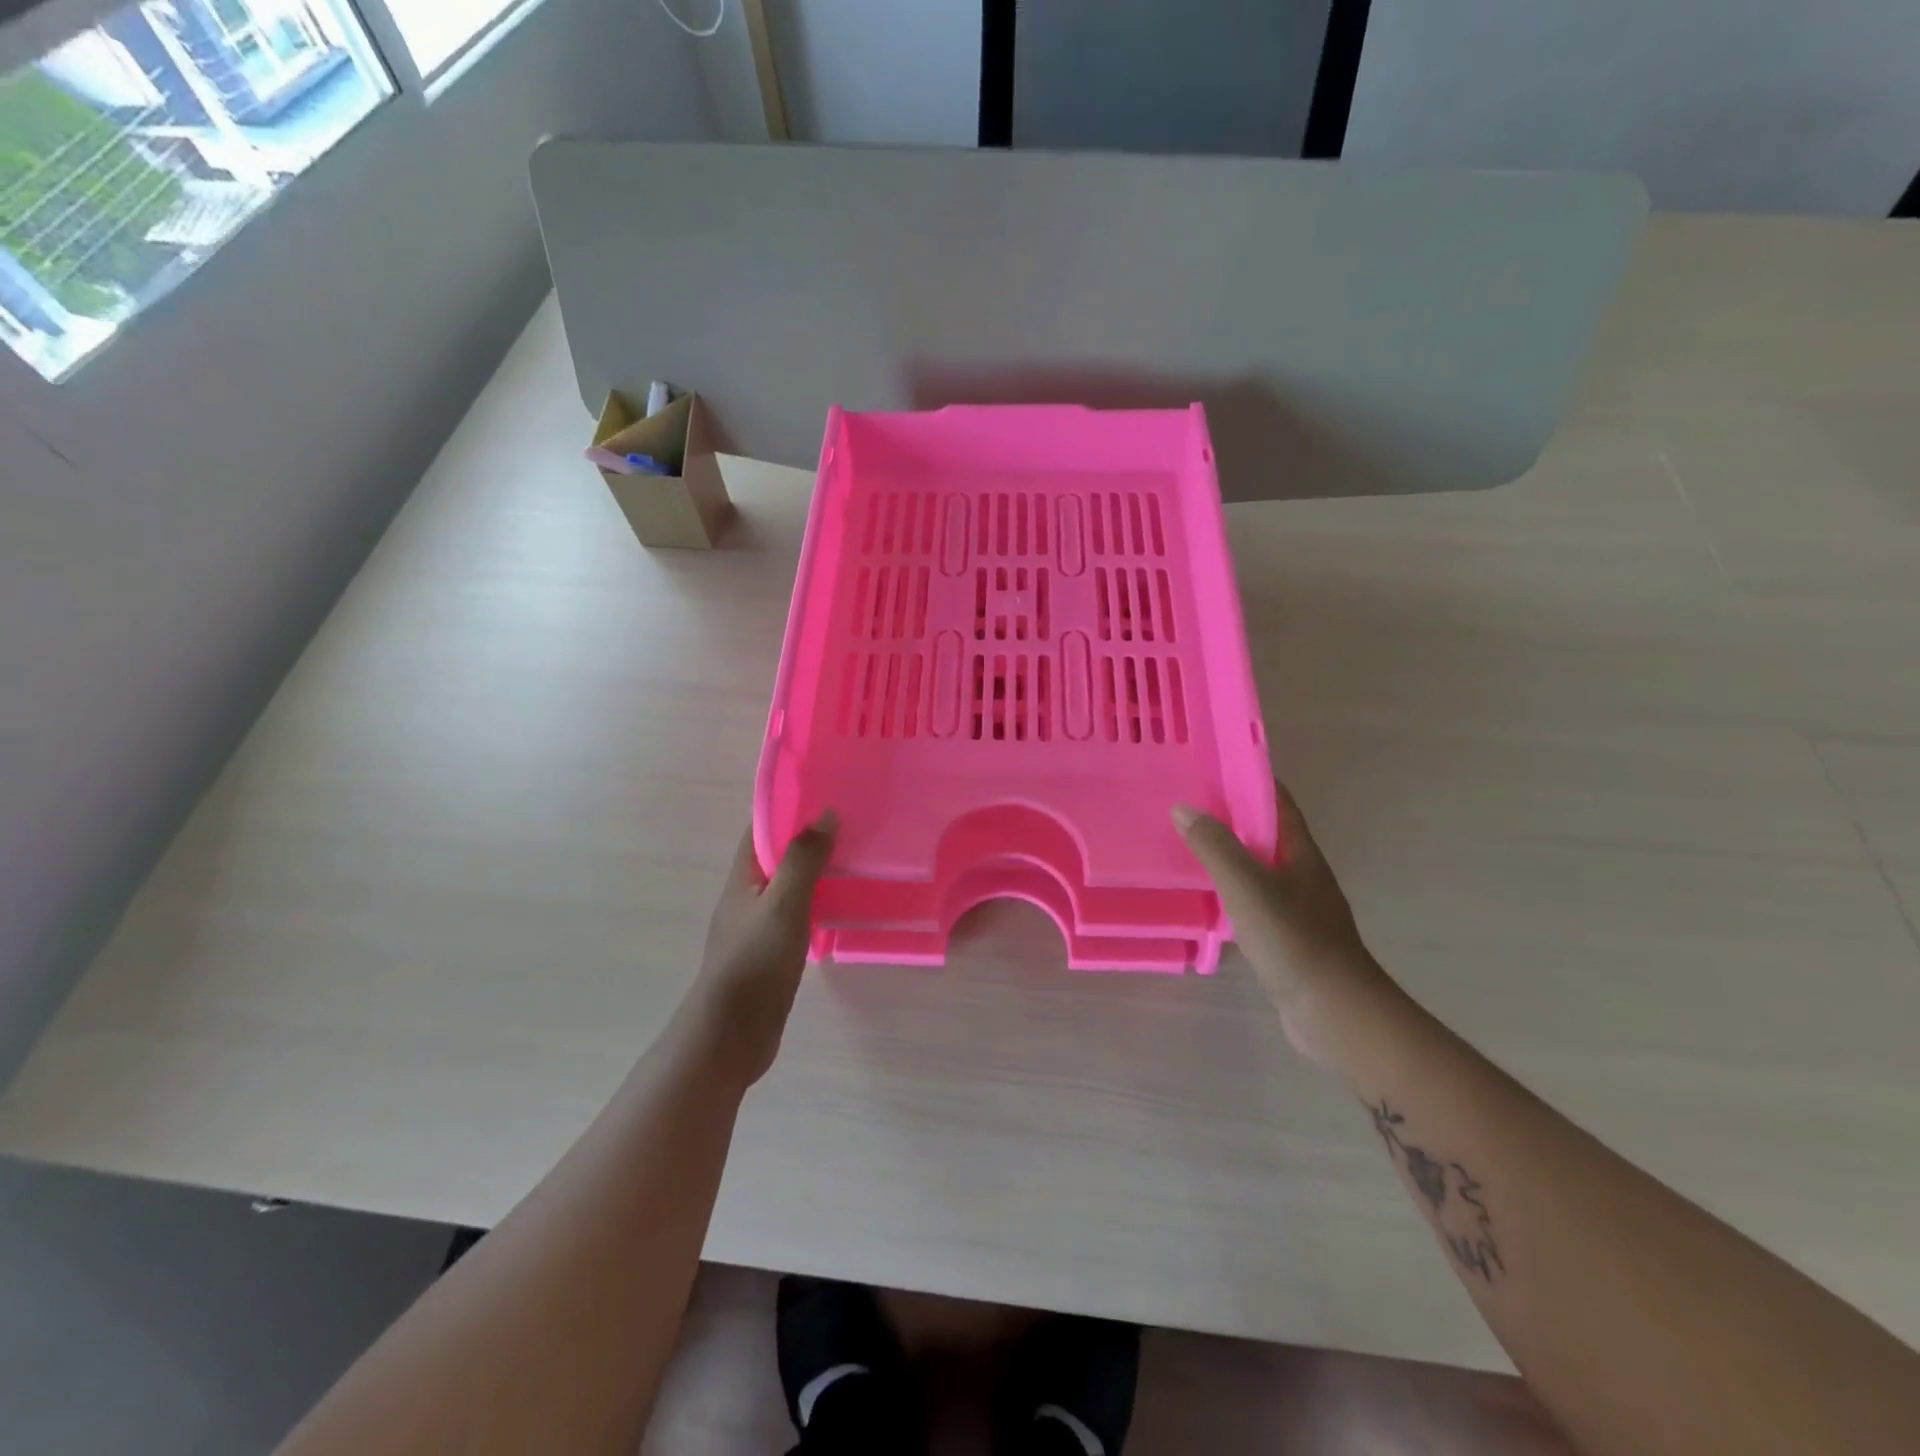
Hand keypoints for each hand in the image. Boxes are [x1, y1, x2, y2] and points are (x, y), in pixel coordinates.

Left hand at [687, 813, 837, 1085]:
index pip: (762, 831)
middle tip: (851, 827)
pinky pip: (797, 918)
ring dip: (815, 874)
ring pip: (789, 889)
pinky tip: (842, 910)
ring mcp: (757, 929)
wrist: (730, 1036)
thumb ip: (803, 859)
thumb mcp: (784, 904)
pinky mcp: (770, 956)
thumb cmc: (755, 962)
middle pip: (777, 858)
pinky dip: (817, 906)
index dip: (788, 810)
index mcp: (742, 879)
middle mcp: (746, 898)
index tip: (824, 796)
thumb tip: (825, 815)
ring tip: (855, 862)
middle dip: (807, 841)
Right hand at [1174, 782, 1395, 1067]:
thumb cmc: (1293, 940)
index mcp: (1299, 852)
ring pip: (1256, 866)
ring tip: (1183, 843)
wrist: (1334, 1012)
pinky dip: (1228, 888)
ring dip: (1226, 852)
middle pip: (1264, 831)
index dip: (1247, 778)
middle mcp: (1301, 872)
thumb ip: (1215, 847)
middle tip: (1184, 803)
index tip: (1209, 766)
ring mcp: (1296, 906)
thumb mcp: (1247, 886)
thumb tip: (1183, 808)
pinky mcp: (1286, 935)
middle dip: (1229, 814)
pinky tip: (1203, 895)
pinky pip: (1252, 898)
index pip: (1276, 800)